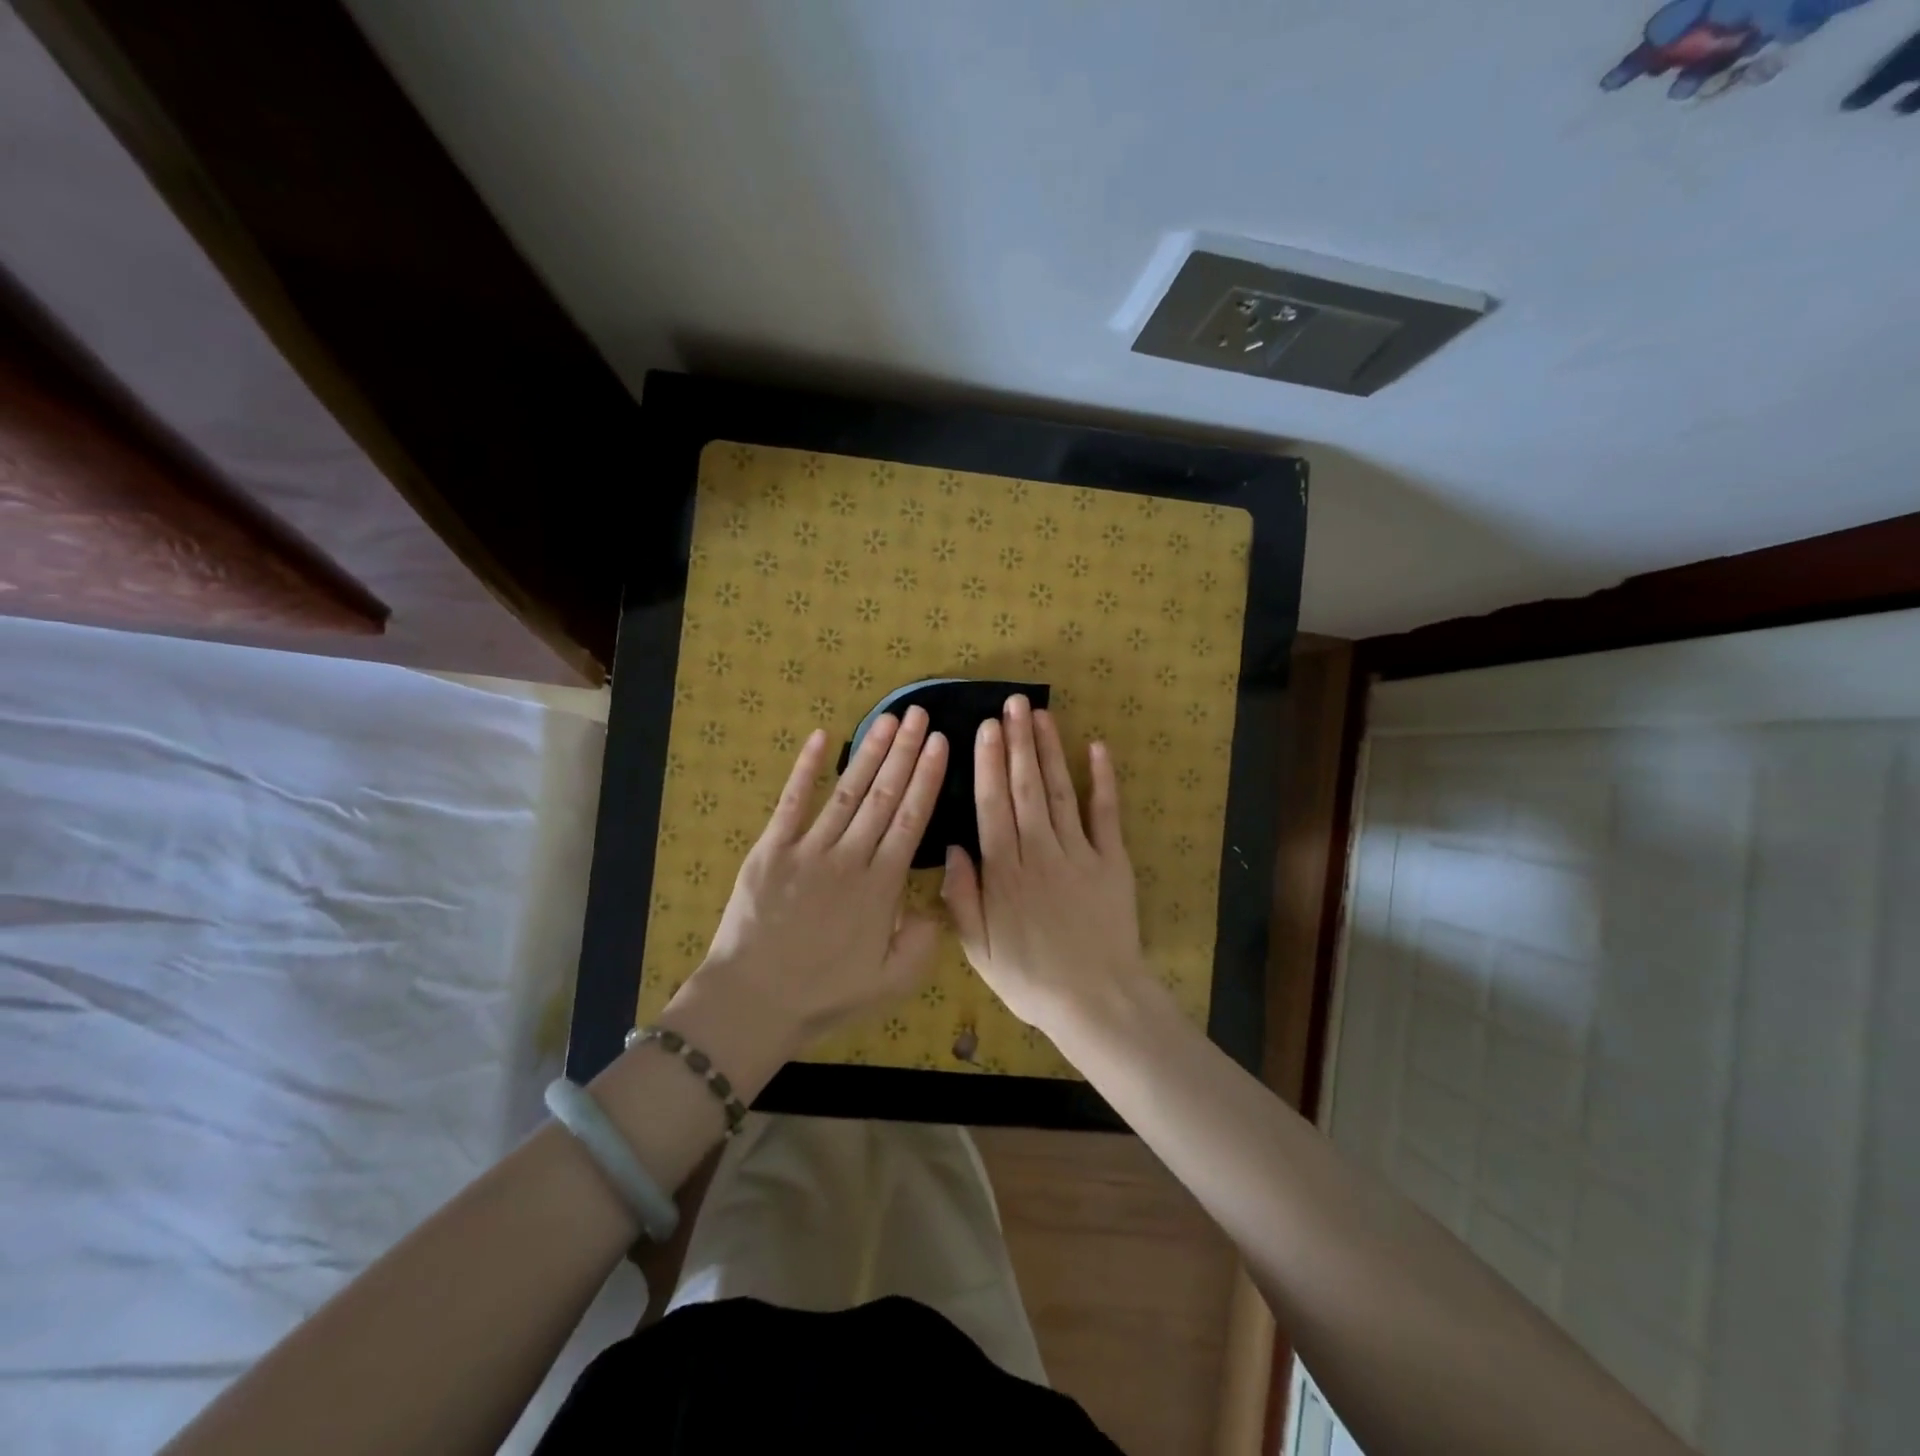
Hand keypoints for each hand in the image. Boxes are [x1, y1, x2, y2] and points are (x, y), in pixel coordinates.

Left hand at [663, 707, 948, 1079]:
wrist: (752, 1001)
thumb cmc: (823, 994)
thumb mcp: (891, 983)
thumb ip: (923, 942)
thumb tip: (934, 903)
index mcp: (881, 886)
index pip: (912, 819)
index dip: (927, 778)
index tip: (941, 743)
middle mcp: (850, 857)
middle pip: (884, 795)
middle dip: (905, 751)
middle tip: (920, 714)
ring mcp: (808, 849)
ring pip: (847, 791)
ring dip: (869, 752)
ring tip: (888, 718)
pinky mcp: (771, 849)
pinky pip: (791, 802)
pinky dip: (805, 769)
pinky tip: (821, 737)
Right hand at [940, 694, 1148, 1038]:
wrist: (1097, 1001)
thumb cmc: (1031, 978)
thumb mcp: (980, 949)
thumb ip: (963, 898)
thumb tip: (954, 847)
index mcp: (1004, 873)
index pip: (992, 807)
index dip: (988, 765)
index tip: (985, 729)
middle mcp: (1039, 852)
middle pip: (1025, 789)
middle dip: (1017, 743)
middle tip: (1011, 704)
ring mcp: (1079, 854)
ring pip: (1059, 792)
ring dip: (1049, 752)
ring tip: (1040, 715)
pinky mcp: (1113, 861)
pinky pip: (1106, 815)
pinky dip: (1103, 780)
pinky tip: (1096, 748)